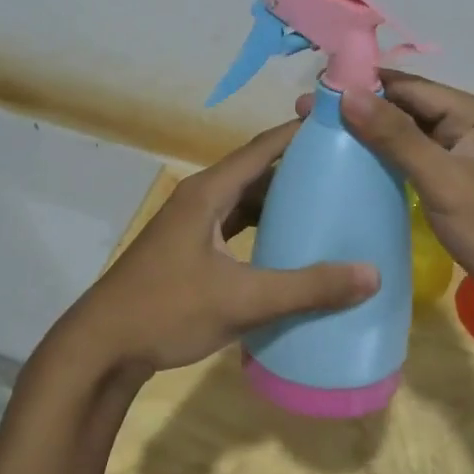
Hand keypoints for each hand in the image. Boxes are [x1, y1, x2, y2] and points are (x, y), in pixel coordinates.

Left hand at [50, 120, 378, 375]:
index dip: (299, 134)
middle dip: (298, 168)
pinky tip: (287, 241)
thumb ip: (306, 288)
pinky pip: (233, 224)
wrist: (102, 347)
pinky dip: (261, 225)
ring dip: (279, 199)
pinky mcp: (188, 249)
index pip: (262, 149)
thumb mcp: (242, 300)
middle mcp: (199, 199)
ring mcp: (190, 225)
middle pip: (255, 171)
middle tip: (345, 169)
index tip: (341, 127)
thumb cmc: (167, 310)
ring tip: (326, 202)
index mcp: (208, 193)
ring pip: (243, 199)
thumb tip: (372, 274)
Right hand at [306, 72, 473, 309]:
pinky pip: (420, 165)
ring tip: (326, 140)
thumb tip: (348, 93)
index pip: (411, 87)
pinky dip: (391, 163)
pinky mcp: (464, 188)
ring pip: (413, 138)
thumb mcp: (445, 181)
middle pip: (411, 109)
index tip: (317, 90)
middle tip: (310, 118)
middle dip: (363, 110)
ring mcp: (470, 160)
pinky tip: (360, 170)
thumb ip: (397, 137)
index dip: (364, 84)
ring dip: (374, 137)